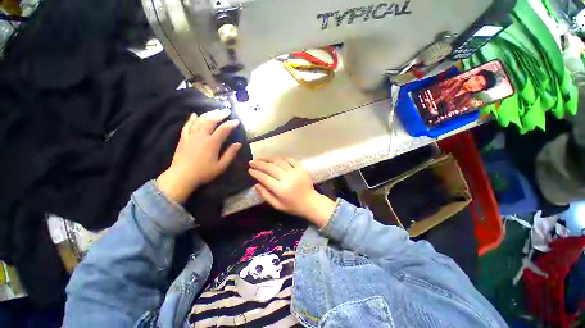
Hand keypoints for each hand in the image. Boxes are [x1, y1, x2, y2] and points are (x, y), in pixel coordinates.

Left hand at [157, 109, 241, 203]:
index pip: (223, 129)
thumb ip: (230, 154)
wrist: (181, 177)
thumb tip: (238, 144)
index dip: (231, 124)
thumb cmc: (204, 173)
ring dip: (208, 114)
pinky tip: (194, 114)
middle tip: (227, 111)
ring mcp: (191, 136)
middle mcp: (201, 136)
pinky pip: (187, 125)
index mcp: (212, 143)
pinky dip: (191, 119)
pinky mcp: (183, 138)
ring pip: (199, 120)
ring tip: (215, 111)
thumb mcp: (221, 166)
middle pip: (211, 120)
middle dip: (219, 114)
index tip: (237, 121)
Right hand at [249, 158, 334, 227]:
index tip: (249, 170)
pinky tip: (276, 158)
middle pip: (270, 167)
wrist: (311, 202)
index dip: (256, 173)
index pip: (265, 178)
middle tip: (252, 161)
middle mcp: (287, 178)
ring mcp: (295, 172)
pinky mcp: (301, 168)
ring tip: (261, 158)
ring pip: (279, 161)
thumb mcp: (277, 205)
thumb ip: (266, 195)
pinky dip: (282, 158)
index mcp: (281, 189)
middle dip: (259, 163)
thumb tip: (256, 184)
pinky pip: (290, 159)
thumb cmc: (293, 206)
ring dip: (269, 158)